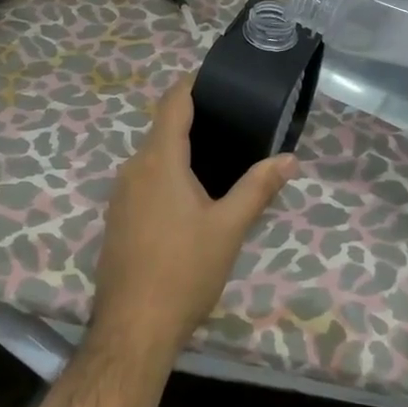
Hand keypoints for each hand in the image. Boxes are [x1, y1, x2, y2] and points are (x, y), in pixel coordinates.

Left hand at [89, 76, 297, 364]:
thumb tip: (290, 159)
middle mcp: (134, 169)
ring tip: (219, 156)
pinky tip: (191, 195)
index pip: (172, 103)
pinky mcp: (117, 218)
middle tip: (232, 122)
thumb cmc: (183, 270)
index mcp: (159, 160)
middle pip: (162, 128)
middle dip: (193, 120)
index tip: (215, 77)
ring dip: (180, 149)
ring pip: (152, 157)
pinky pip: (144, 180)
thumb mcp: (229, 228)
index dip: (191, 84)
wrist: (132, 329)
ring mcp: (120, 195)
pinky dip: (168, 174)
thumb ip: (258, 188)